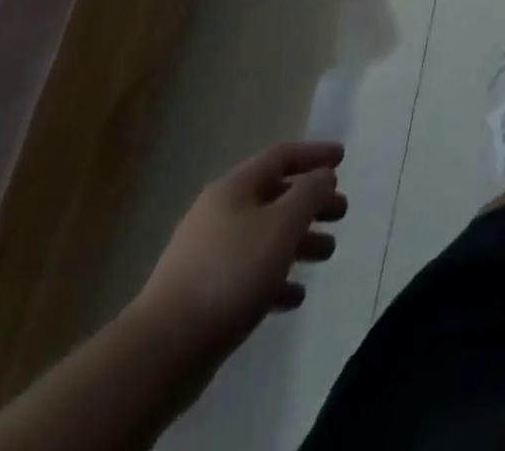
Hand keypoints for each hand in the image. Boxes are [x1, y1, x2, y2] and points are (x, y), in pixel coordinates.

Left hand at [137, 141, 348, 341]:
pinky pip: (249, 275)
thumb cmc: (231, 273)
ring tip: (327, 253)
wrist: (162, 351)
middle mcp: (219, 214)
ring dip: (299, 241)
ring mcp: (207, 256)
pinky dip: (276, 278)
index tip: (342, 158)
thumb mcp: (282, 224)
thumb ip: (309, 193)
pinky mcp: (203, 296)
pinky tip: (295, 296)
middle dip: (311, 202)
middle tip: (341, 212)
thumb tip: (323, 175)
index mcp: (233, 189)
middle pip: (275, 197)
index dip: (314, 154)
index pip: (281, 156)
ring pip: (264, 237)